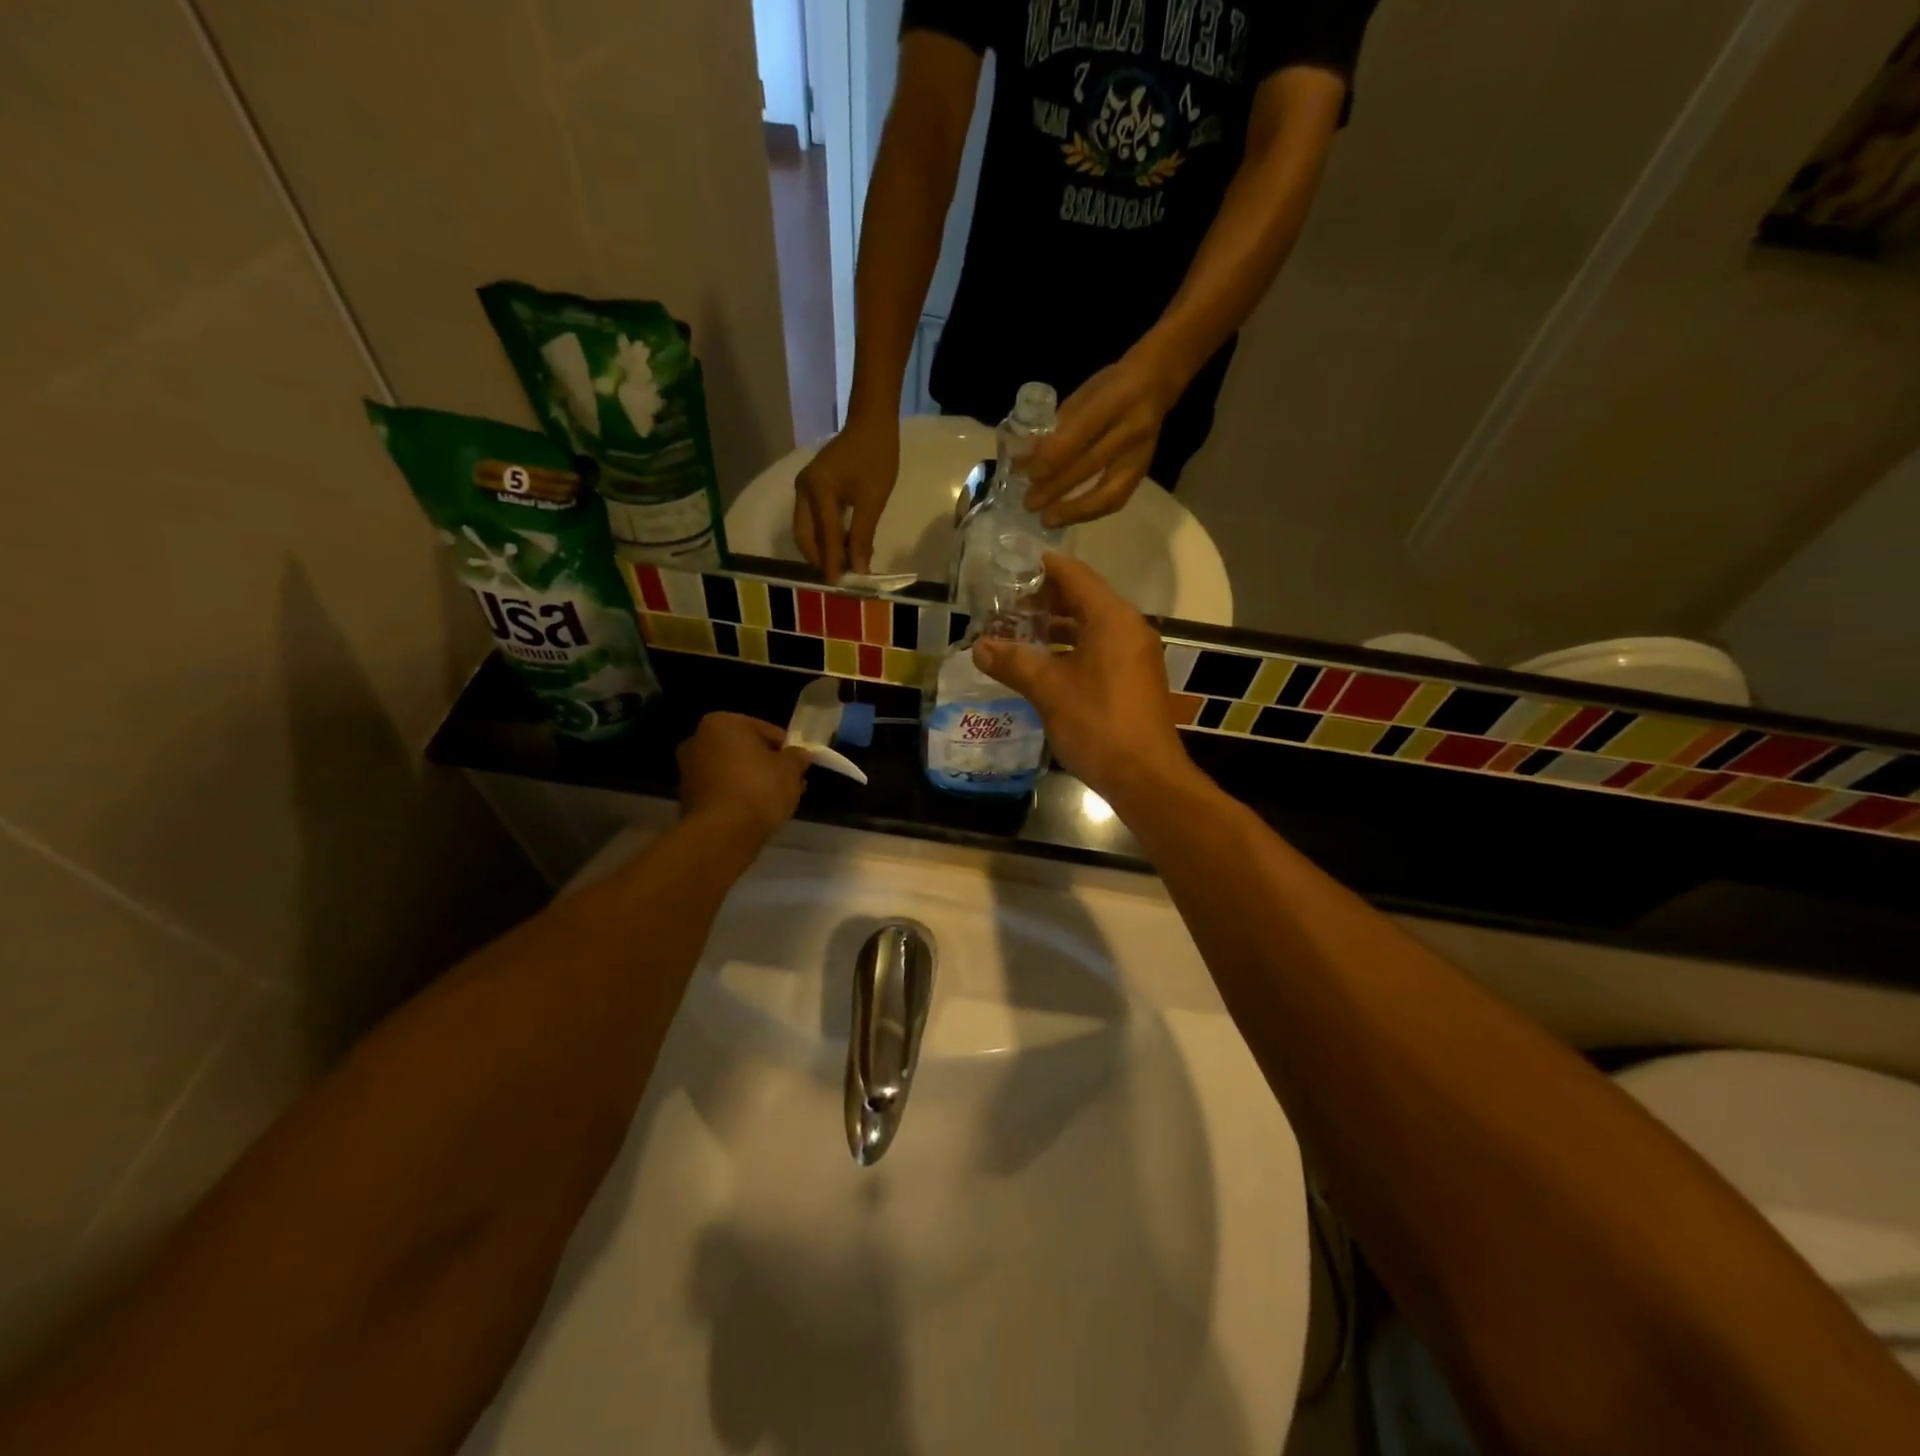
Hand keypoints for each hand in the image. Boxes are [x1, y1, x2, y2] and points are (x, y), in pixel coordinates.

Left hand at [677, 713, 810, 840]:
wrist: (723, 833)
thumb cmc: (759, 788)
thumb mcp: (791, 769)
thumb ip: (797, 757)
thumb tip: (800, 755)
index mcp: (722, 723)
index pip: (766, 730)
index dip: (786, 749)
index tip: (799, 766)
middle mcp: (698, 740)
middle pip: (745, 750)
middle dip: (768, 765)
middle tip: (790, 783)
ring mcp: (689, 771)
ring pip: (732, 771)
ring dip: (753, 782)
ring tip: (777, 801)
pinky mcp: (687, 798)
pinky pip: (722, 791)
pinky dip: (738, 797)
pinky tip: (756, 812)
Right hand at [792, 419, 898, 582]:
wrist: (872, 424)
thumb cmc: (876, 458)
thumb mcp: (873, 500)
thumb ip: (862, 537)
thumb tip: (860, 570)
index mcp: (817, 490)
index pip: (825, 536)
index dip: (832, 563)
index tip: (838, 586)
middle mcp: (803, 490)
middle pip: (805, 537)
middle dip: (821, 559)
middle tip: (840, 579)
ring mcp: (804, 489)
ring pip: (807, 530)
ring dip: (823, 550)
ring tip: (844, 567)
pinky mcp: (812, 488)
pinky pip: (814, 520)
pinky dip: (826, 537)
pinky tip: (845, 547)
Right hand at [971, 554, 1192, 803]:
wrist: (1144, 776)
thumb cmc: (1097, 723)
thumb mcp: (1048, 689)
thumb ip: (1013, 662)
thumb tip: (979, 647)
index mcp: (1112, 618)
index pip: (1074, 576)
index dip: (1042, 568)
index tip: (1010, 568)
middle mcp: (1128, 629)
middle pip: (1083, 599)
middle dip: (1044, 602)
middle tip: (1005, 607)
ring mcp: (1134, 656)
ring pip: (1090, 628)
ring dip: (1055, 628)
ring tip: (1017, 634)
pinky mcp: (1132, 680)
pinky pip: (1098, 650)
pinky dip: (1070, 649)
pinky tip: (1042, 665)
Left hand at [1022, 350, 1182, 528]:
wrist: (1156, 383)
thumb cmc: (1110, 387)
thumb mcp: (1083, 395)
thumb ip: (1058, 426)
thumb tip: (1026, 457)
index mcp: (1115, 400)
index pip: (1079, 434)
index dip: (1051, 457)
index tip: (1027, 473)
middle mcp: (1131, 430)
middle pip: (1090, 466)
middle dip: (1056, 488)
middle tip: (1029, 503)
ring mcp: (1141, 455)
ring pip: (1108, 492)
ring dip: (1074, 511)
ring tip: (1048, 520)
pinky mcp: (1143, 472)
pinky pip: (1117, 500)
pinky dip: (1091, 512)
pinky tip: (1070, 517)